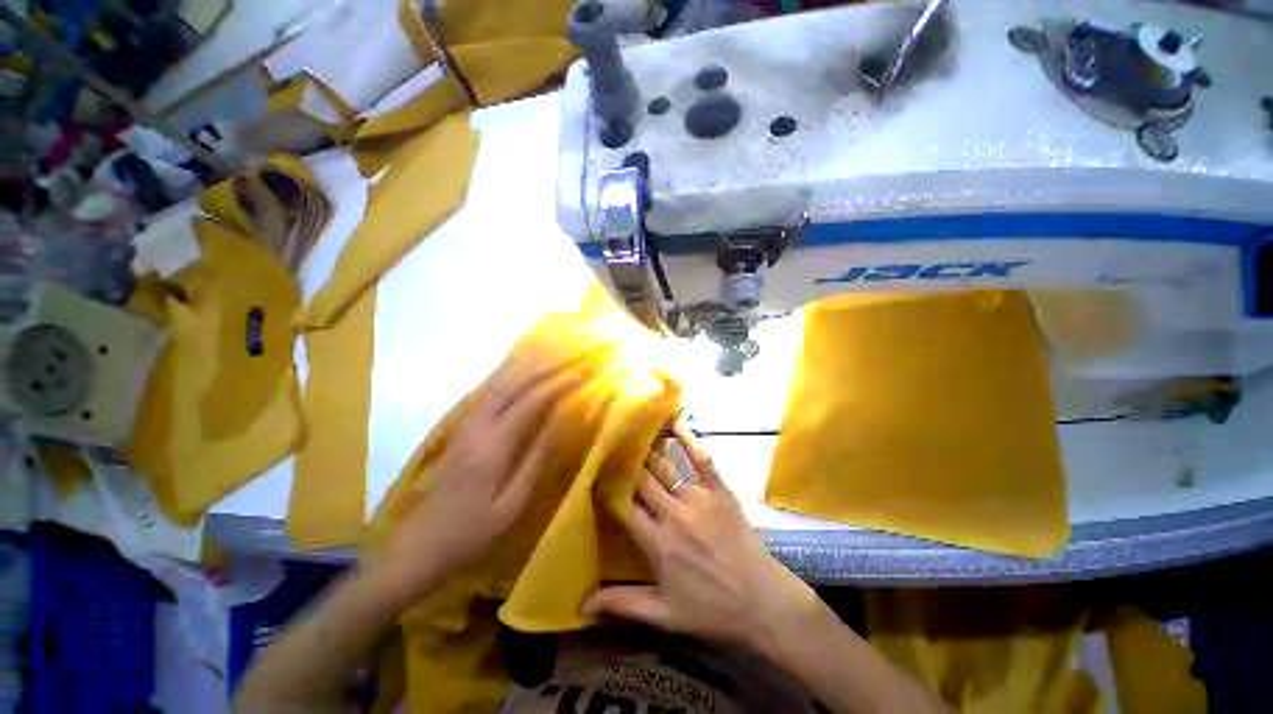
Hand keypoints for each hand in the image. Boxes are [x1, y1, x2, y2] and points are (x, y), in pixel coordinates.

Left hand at [374, 353, 581, 603]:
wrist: (419, 545)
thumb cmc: (473, 530)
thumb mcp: (513, 502)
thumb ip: (539, 458)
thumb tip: (565, 423)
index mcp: (493, 446)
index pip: (532, 402)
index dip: (559, 385)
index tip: (584, 374)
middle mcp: (478, 426)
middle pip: (514, 384)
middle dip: (545, 367)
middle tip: (570, 356)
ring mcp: (466, 424)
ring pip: (498, 383)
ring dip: (526, 365)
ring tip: (550, 353)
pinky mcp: (461, 429)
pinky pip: (488, 391)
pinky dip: (507, 374)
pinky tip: (518, 369)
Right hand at [582, 427, 820, 655]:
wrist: (763, 602)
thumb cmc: (711, 610)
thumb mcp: (664, 615)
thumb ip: (622, 604)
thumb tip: (581, 606)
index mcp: (656, 542)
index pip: (622, 507)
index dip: (607, 489)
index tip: (594, 473)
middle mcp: (672, 513)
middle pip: (640, 480)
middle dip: (623, 463)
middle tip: (610, 445)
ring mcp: (698, 498)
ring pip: (664, 467)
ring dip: (647, 449)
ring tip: (632, 431)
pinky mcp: (720, 490)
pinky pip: (702, 459)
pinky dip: (689, 440)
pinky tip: (677, 423)